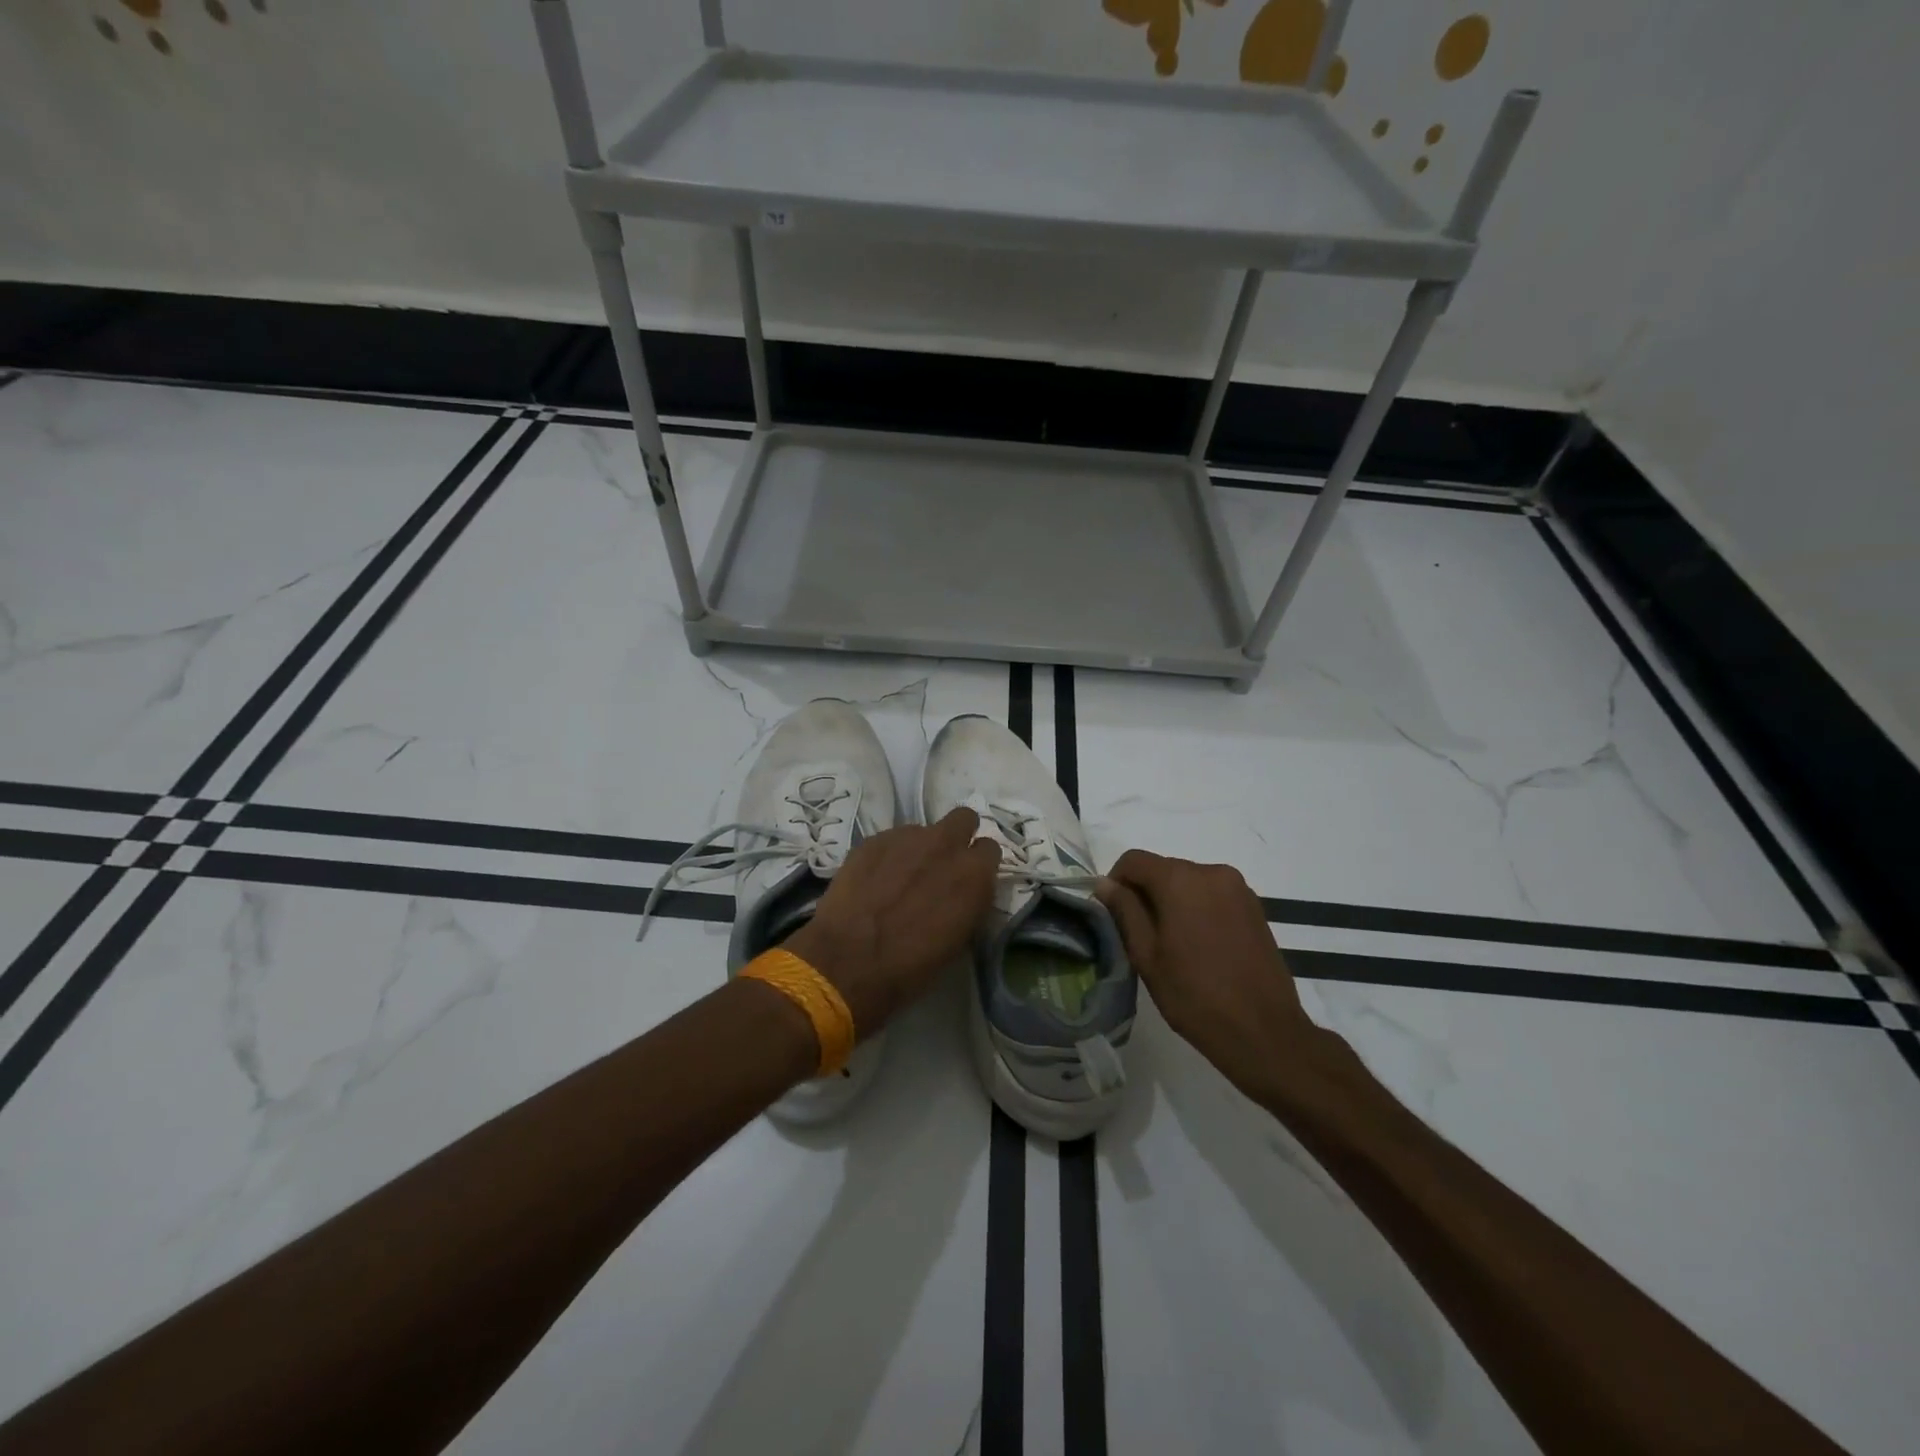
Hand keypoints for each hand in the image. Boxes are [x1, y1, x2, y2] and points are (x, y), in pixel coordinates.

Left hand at [785, 807, 1000, 1037]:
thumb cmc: (911, 967)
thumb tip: (964, 891)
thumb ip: (968, 902)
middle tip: (942, 864)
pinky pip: (892, 838)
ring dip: (920, 847)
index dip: (978, 864)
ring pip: (924, 830)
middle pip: (964, 818)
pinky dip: (889, 854)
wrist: (848, 962)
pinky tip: (875, 880)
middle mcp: (946, 845)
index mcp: (974, 874)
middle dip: (957, 836)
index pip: (991, 849)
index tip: (968, 879)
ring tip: (901, 876)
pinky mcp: (874, 839)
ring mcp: (907, 836)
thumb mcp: (958, 940)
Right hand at [1096, 849, 1330, 1096]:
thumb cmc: (1194, 996)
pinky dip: (1197, 908)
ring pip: (1189, 882)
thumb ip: (1124, 911)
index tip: (1112, 914)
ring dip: (1172, 901)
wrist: (1264, 1032)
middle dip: (1145, 893)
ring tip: (1172, 944)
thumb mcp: (1146, 955)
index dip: (1115, 881)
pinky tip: (1199, 945)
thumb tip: (1106, 884)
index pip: (1133, 860)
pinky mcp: (1255, 906)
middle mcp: (1212, 871)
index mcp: (1180, 880)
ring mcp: (1238, 888)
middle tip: (1139, 935)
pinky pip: (1213, 895)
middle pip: (1163, 869)